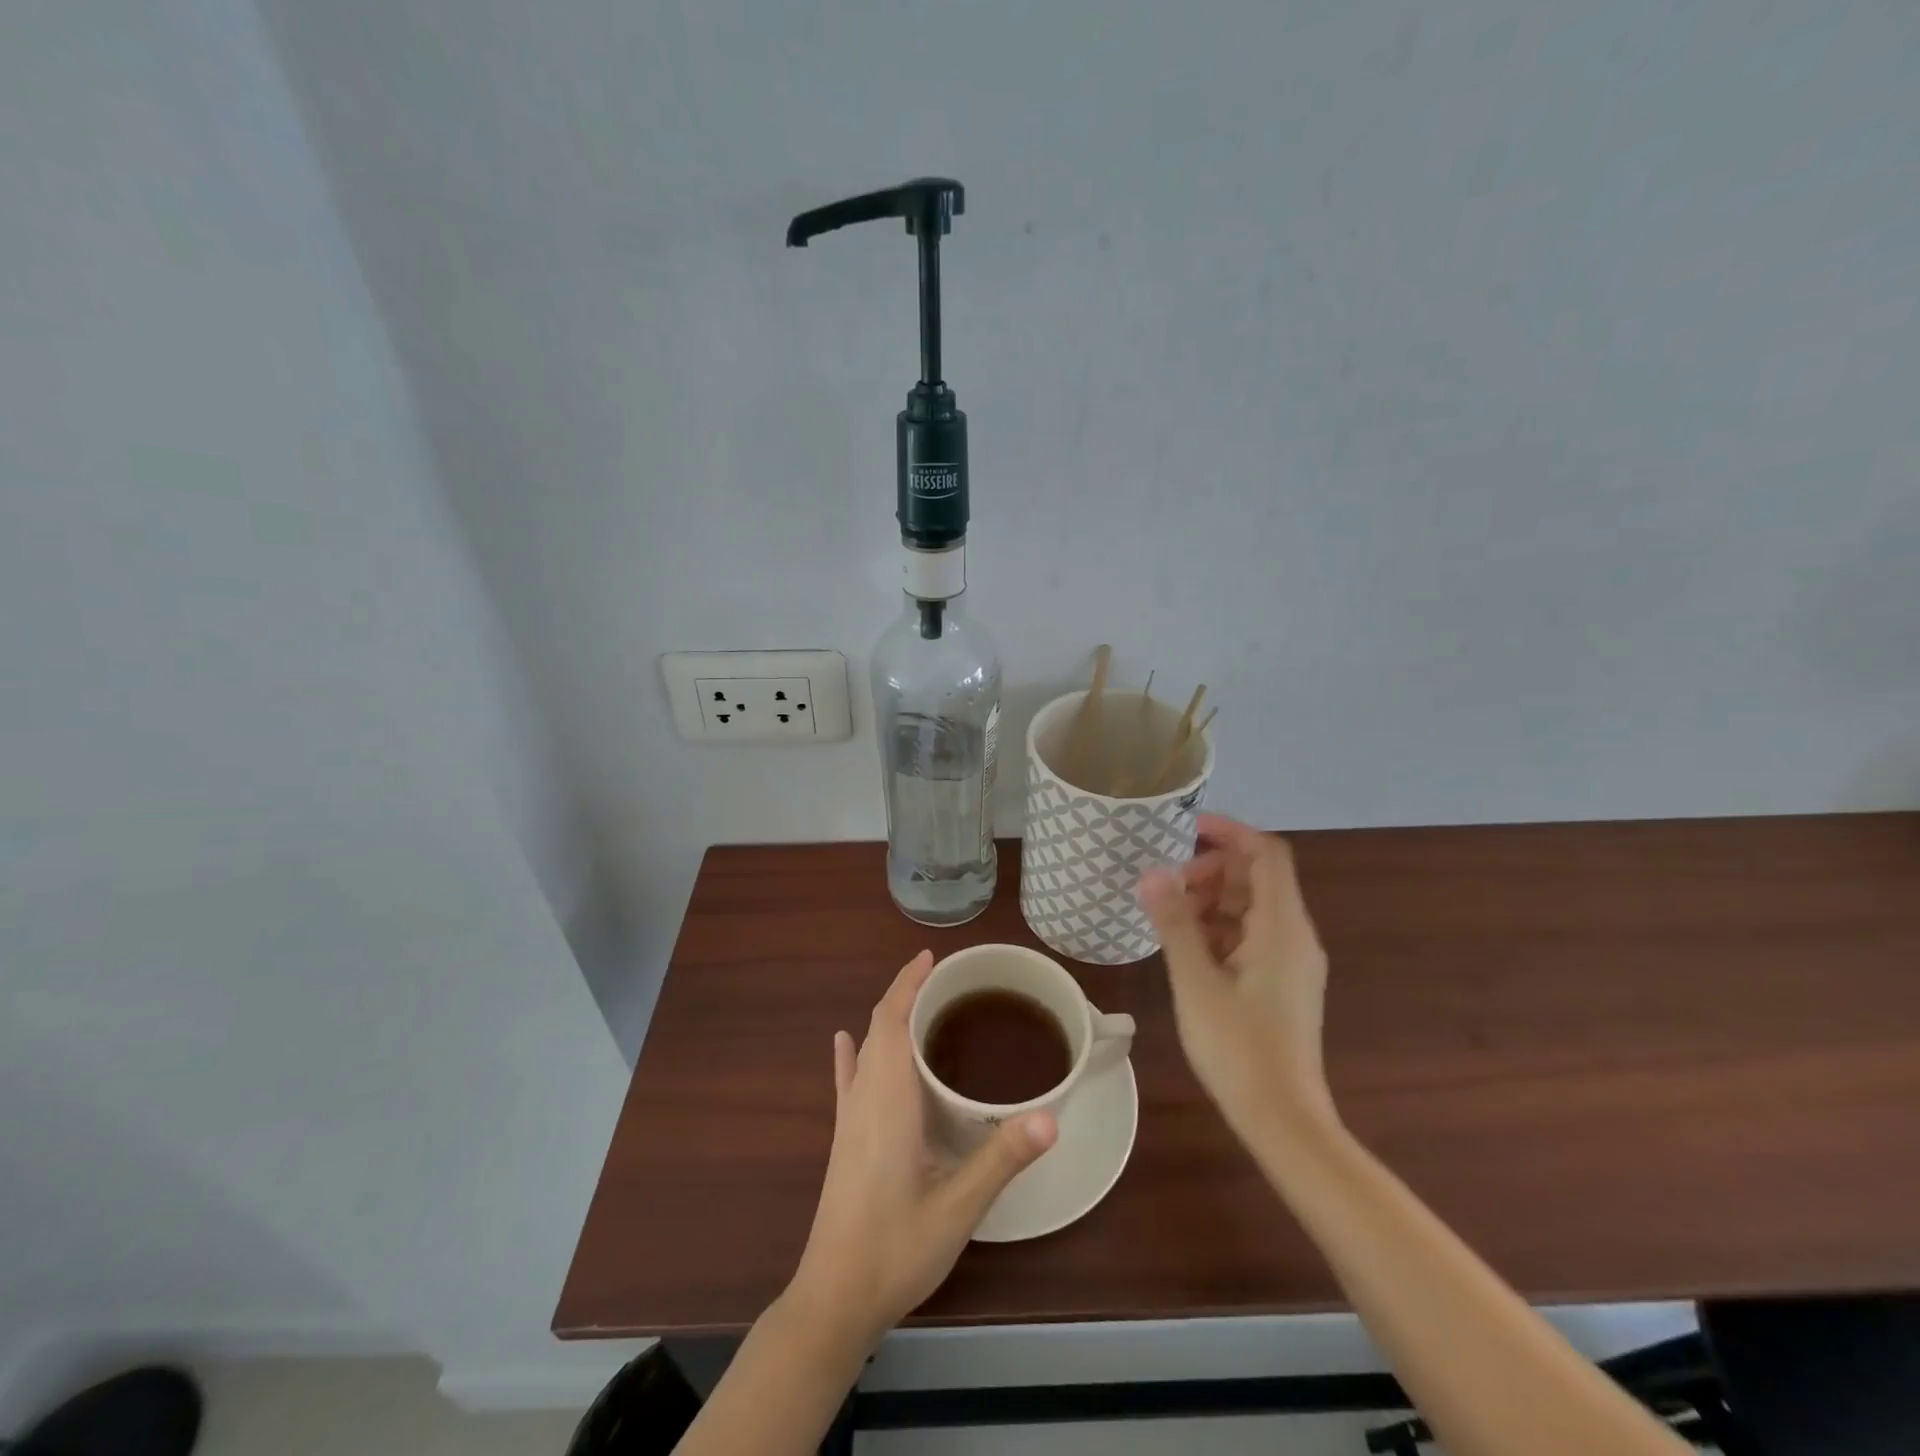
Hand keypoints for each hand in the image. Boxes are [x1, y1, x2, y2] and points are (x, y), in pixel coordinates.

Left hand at [789, 951, 1058, 1347]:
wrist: (833, 1301)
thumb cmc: (896, 1250)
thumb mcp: (958, 1208)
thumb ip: (1002, 1160)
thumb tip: (1051, 1117)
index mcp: (887, 1101)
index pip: (891, 1021)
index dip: (907, 984)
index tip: (930, 957)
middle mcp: (864, 1099)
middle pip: (879, 1028)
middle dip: (905, 994)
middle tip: (945, 980)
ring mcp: (849, 1120)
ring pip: (866, 1050)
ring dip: (887, 1019)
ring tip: (919, 1004)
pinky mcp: (843, 1140)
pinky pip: (848, 1080)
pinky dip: (851, 1053)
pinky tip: (845, 1042)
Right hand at [1138, 815, 1335, 1136]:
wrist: (1283, 1121)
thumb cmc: (1239, 1048)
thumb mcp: (1196, 981)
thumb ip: (1175, 922)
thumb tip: (1153, 873)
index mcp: (1282, 928)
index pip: (1266, 854)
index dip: (1229, 832)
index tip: (1185, 829)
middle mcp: (1295, 936)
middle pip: (1258, 878)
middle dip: (1212, 870)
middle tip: (1167, 886)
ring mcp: (1291, 962)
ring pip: (1253, 908)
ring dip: (1212, 900)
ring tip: (1169, 917)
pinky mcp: (1282, 984)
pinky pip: (1252, 936)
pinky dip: (1220, 929)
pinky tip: (1187, 948)